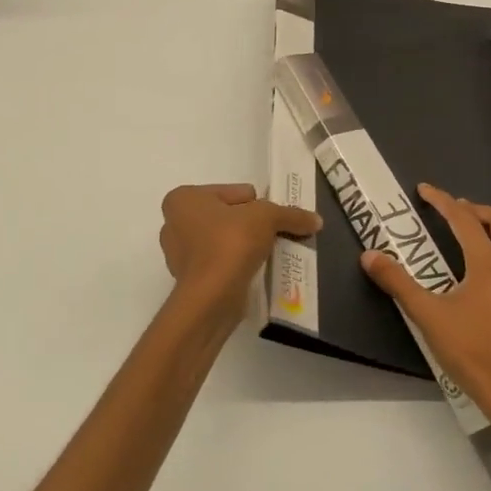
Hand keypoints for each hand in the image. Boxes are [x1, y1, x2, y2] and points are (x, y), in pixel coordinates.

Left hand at [159, 183, 320, 326]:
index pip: (233, 192)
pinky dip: (236, 265)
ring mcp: (178, 253)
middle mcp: (174, 223)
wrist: (211, 298)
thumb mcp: (266, 218)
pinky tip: (253, 270)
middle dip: (249, 225)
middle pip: (227, 215)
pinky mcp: (189, 279)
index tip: (271, 220)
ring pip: (223, 240)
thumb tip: (316, 220)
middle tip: (272, 236)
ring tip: (266, 254)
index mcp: (184, 198)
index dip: (257, 204)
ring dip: (244, 246)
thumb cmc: (230, 243)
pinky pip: (219, 263)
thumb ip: (291, 214)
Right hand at [361, 183, 490, 434]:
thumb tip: (369, 255)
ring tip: (482, 233)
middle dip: (477, 210)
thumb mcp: (426, 314)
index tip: (424, 190)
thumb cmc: (469, 350)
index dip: (442, 201)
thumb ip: (397, 282)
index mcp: (487, 263)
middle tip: (454, 214)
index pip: (463, 219)